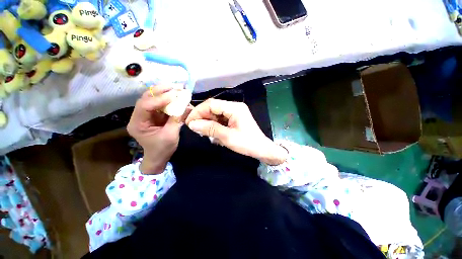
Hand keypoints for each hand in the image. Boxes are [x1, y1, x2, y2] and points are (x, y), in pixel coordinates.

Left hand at [127, 87, 190, 173]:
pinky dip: (169, 99)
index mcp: (137, 124)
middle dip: (161, 91)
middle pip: (147, 98)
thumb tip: (185, 105)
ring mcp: (146, 115)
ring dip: (165, 92)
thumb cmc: (162, 149)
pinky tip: (176, 96)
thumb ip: (176, 119)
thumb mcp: (171, 135)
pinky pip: (160, 104)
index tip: (174, 95)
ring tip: (177, 88)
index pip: (145, 106)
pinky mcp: (154, 115)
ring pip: (153, 98)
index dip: (159, 99)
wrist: (158, 157)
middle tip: (176, 86)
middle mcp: (139, 116)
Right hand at [185, 99, 287, 164]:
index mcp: (234, 108)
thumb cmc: (247, 143)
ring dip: (208, 121)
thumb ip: (210, 129)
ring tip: (202, 131)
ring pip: (216, 113)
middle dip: (202, 117)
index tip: (190, 122)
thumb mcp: (227, 137)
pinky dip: (214, 124)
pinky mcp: (235, 118)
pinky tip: (211, 131)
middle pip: (213, 107)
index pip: (211, 104)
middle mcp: (235, 106)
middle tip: (194, 128)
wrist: (261, 149)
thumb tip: (192, 124)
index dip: (198, 111)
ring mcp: (235, 112)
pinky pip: (221, 118)